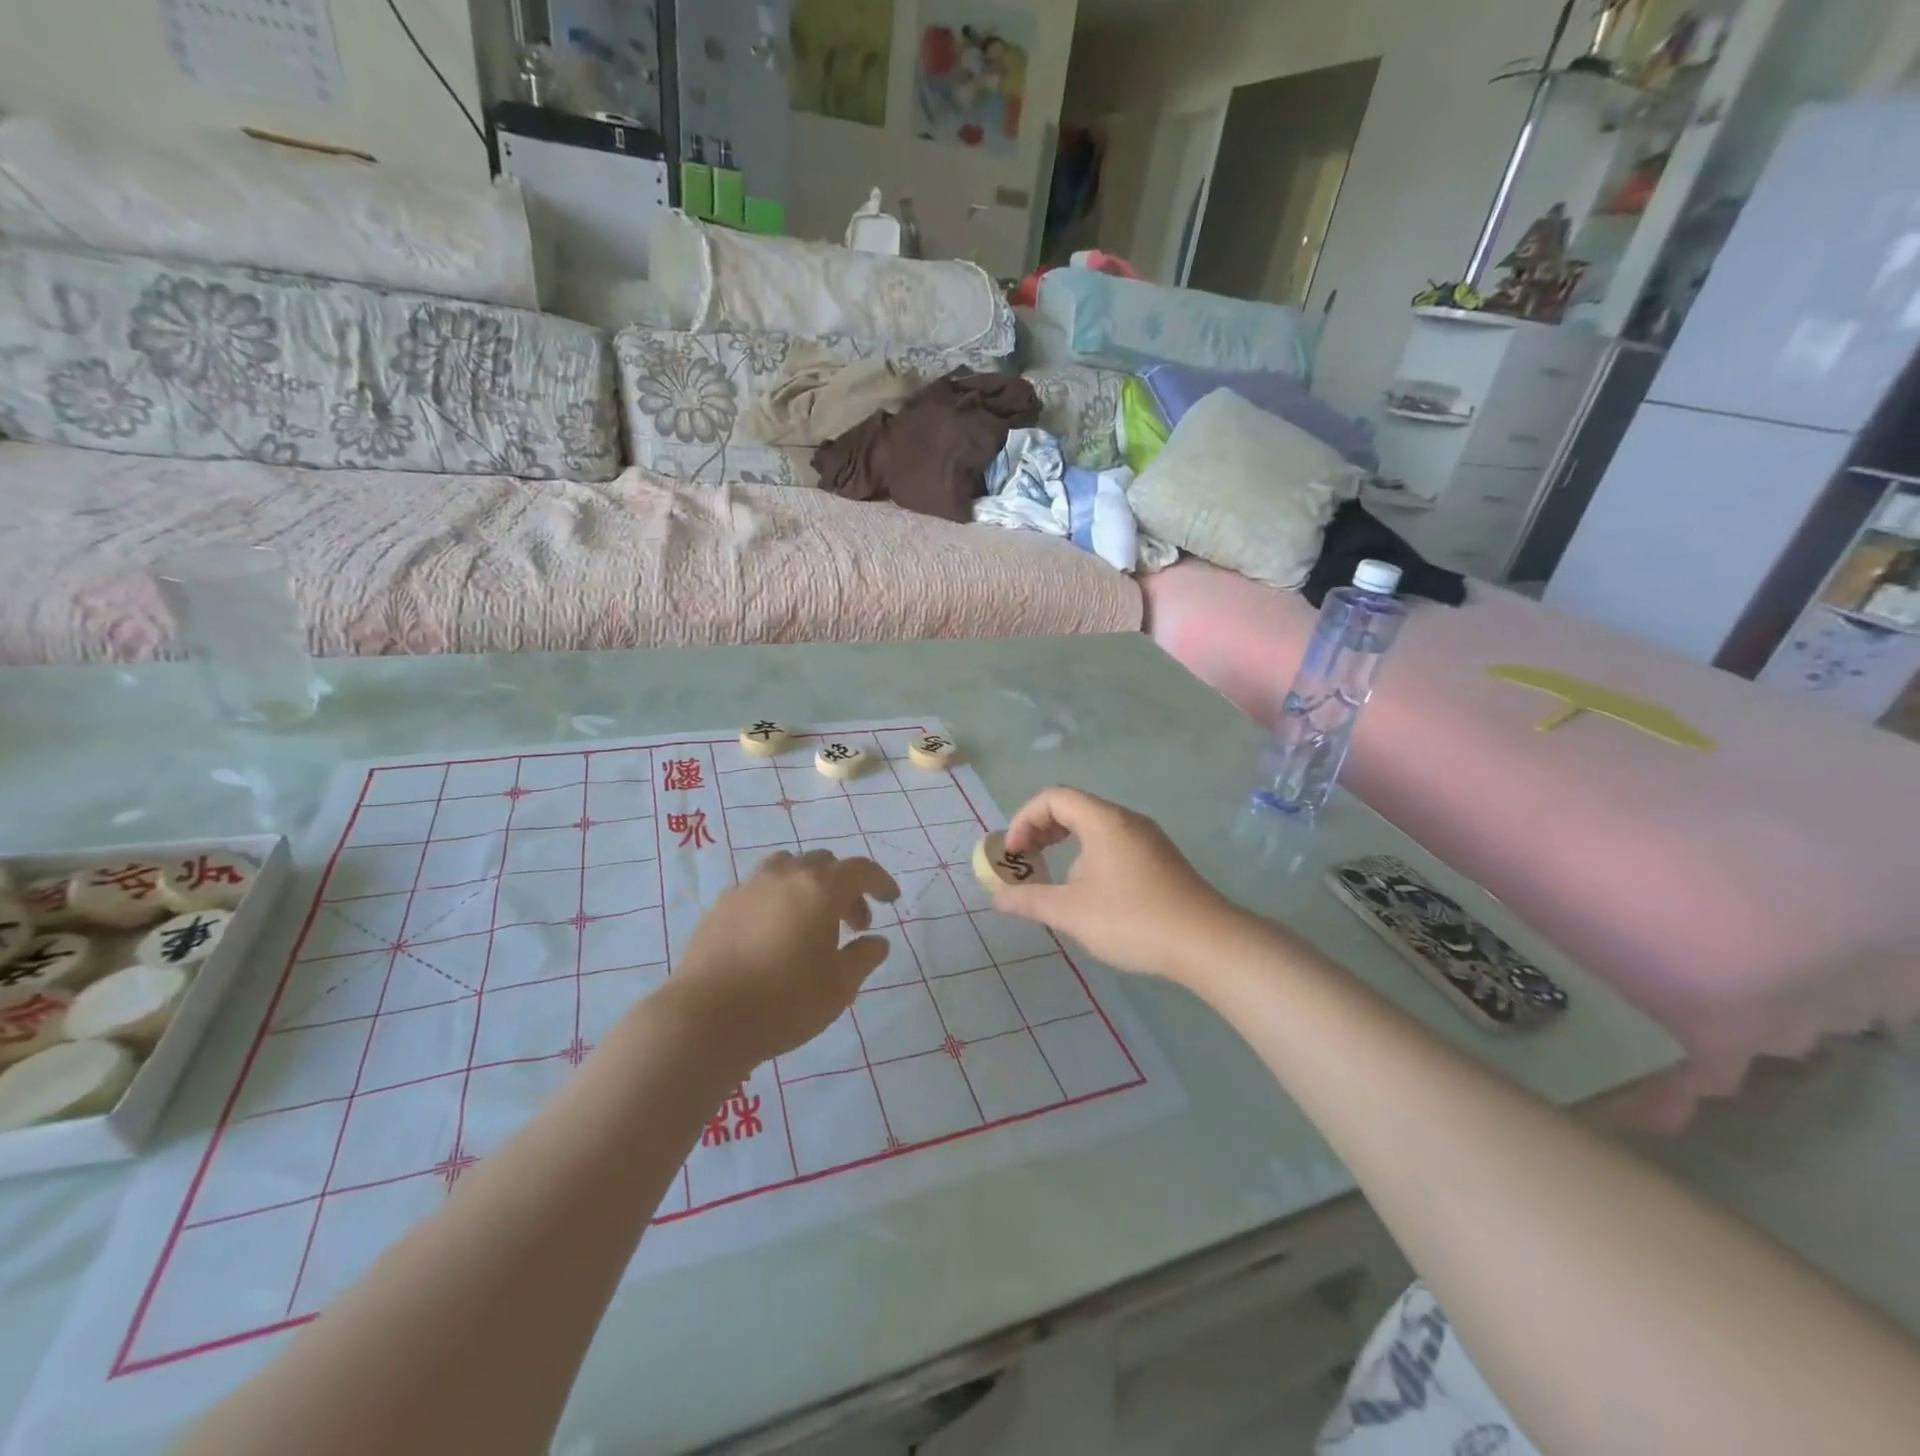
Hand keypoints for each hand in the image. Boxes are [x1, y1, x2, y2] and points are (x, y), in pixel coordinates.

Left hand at [662, 850, 899, 1070]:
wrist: (705, 1019)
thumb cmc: (784, 1002)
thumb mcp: (839, 987)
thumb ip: (863, 957)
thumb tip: (876, 941)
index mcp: (819, 889)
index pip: (859, 869)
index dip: (879, 881)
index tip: (890, 900)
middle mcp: (784, 877)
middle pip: (823, 863)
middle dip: (845, 887)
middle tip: (853, 924)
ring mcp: (748, 887)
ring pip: (787, 867)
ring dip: (808, 885)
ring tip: (810, 920)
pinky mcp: (721, 906)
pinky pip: (758, 887)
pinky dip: (776, 898)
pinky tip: (773, 933)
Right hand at [994, 787, 1243, 985]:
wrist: (1207, 943)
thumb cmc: (1133, 920)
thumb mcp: (1072, 912)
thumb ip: (1030, 900)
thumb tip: (998, 897)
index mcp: (1104, 821)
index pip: (1053, 798)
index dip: (1025, 819)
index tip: (1015, 854)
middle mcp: (1127, 820)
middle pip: (1074, 807)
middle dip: (1042, 830)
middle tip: (1028, 860)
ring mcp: (1148, 839)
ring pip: (1096, 826)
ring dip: (1066, 844)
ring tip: (1055, 879)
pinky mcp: (1161, 859)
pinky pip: (1114, 843)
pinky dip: (1089, 854)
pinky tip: (1090, 892)